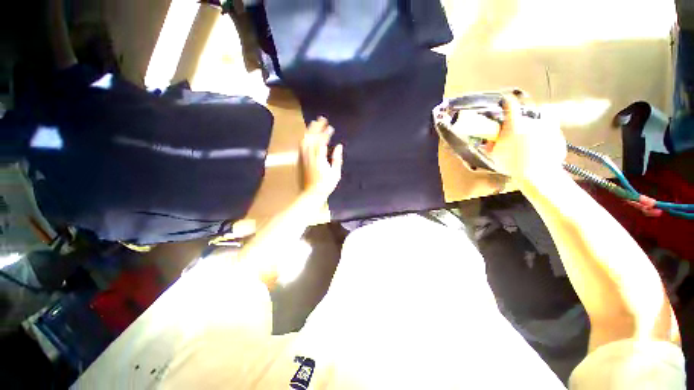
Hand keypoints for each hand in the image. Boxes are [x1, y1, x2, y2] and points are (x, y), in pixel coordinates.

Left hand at [300, 117, 343, 196]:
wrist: (311, 193)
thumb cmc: (326, 185)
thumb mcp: (335, 173)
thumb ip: (337, 159)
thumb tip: (339, 146)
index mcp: (319, 158)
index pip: (321, 141)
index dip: (326, 133)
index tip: (331, 127)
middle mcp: (309, 155)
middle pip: (311, 137)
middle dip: (317, 127)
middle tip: (322, 118)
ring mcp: (303, 157)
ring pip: (305, 140)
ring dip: (309, 130)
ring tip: (314, 122)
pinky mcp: (300, 159)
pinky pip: (301, 145)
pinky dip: (305, 137)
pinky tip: (308, 134)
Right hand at [488, 94, 566, 182]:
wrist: (538, 174)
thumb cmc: (513, 164)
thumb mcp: (495, 155)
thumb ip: (491, 145)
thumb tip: (489, 141)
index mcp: (514, 125)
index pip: (510, 105)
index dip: (507, 101)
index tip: (505, 100)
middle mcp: (532, 121)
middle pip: (526, 115)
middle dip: (521, 121)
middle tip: (518, 132)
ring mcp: (548, 127)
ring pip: (540, 122)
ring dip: (534, 128)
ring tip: (530, 142)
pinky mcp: (558, 135)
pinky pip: (550, 131)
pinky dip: (545, 137)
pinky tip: (541, 148)